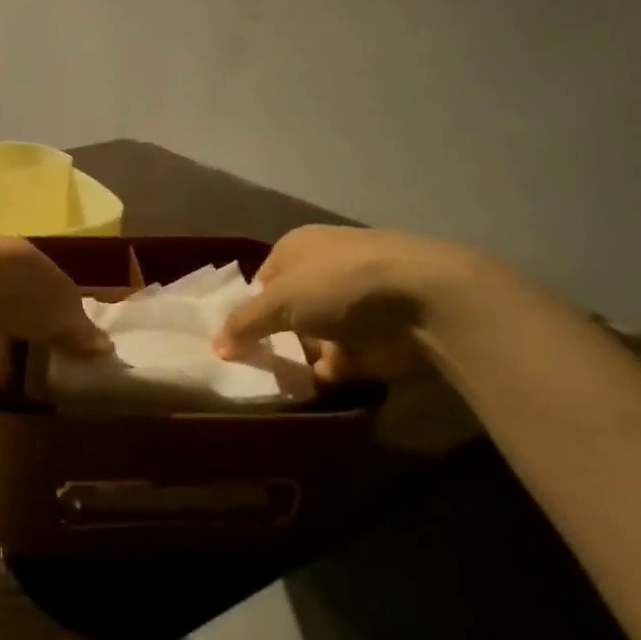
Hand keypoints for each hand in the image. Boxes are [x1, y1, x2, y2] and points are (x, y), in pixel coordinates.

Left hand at [0, 235, 109, 394]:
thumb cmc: (21, 290)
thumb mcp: (65, 303)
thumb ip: (82, 326)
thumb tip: (103, 347)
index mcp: (11, 257)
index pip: (41, 280)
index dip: (62, 305)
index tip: (81, 332)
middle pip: (21, 312)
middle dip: (41, 333)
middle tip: (71, 361)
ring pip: (3, 339)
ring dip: (22, 357)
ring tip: (55, 383)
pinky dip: (6, 381)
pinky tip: (30, 397)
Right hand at [213, 225, 495, 383]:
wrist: (425, 303)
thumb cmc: (341, 284)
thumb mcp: (279, 299)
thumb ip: (243, 324)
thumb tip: (215, 347)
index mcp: (299, 247)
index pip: (261, 280)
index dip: (244, 309)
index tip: (230, 340)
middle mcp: (323, 272)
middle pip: (284, 311)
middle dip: (266, 337)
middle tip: (242, 366)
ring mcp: (350, 308)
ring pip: (307, 338)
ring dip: (290, 359)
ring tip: (262, 384)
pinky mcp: (371, 341)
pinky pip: (333, 363)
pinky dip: (318, 377)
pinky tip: (297, 392)